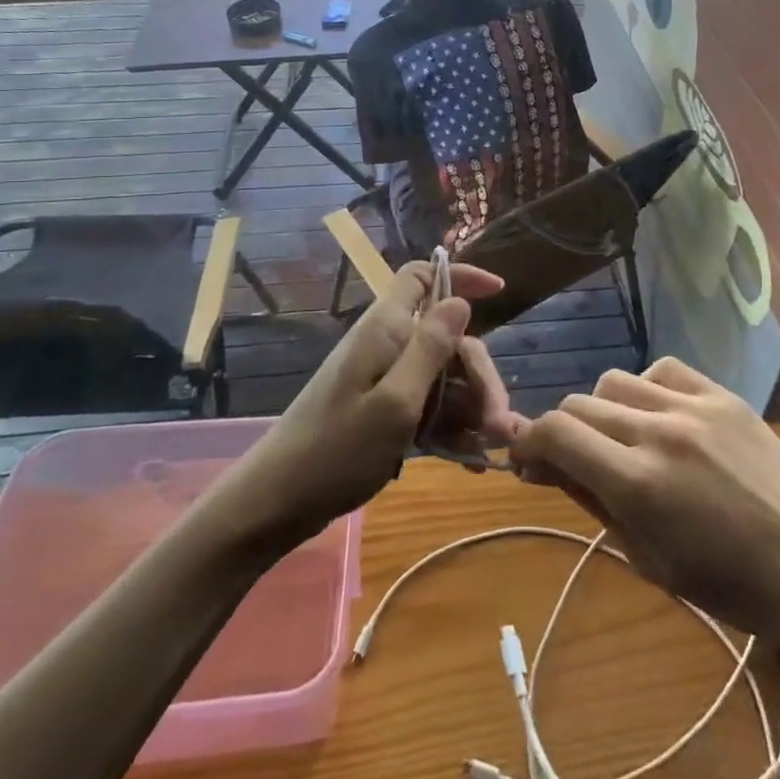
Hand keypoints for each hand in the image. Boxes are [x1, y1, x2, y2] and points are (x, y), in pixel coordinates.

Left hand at [216, 260, 517, 552]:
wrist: (279, 503)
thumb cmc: (336, 450)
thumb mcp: (395, 402)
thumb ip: (430, 349)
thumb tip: (460, 301)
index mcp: (385, 329)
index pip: (422, 276)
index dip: (460, 276)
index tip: (500, 292)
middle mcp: (387, 346)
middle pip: (449, 338)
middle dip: (479, 375)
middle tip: (499, 424)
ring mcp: (385, 379)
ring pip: (445, 376)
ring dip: (472, 408)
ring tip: (490, 448)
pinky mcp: (384, 410)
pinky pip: (429, 406)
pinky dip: (452, 428)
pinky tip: (471, 460)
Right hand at [510, 358, 779, 653]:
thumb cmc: (731, 585)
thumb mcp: (649, 558)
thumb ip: (593, 502)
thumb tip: (546, 465)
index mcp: (637, 483)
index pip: (555, 432)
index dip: (529, 442)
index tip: (527, 459)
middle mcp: (658, 431)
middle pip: (579, 404)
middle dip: (563, 432)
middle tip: (572, 460)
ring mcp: (693, 405)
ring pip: (614, 382)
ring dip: (603, 411)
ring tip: (623, 439)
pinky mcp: (722, 394)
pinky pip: (662, 369)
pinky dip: (646, 389)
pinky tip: (660, 415)